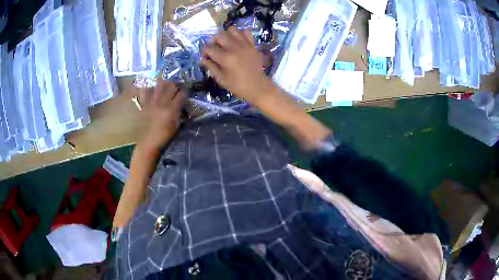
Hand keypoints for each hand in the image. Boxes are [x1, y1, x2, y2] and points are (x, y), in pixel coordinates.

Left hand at [138, 81, 185, 150]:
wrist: (147, 143)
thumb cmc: (163, 137)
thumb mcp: (175, 125)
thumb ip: (178, 112)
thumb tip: (181, 103)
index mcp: (171, 110)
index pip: (182, 94)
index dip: (185, 92)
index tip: (185, 93)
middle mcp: (162, 103)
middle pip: (171, 85)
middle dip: (175, 85)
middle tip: (175, 88)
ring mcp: (151, 102)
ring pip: (159, 84)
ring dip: (164, 84)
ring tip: (164, 87)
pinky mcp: (144, 103)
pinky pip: (145, 90)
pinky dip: (149, 88)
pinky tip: (152, 90)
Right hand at [200, 27, 276, 103]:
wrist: (258, 87)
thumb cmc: (237, 86)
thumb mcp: (221, 79)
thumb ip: (210, 67)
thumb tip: (202, 59)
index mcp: (225, 58)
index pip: (209, 48)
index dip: (204, 51)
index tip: (205, 55)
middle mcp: (234, 48)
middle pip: (219, 35)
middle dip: (214, 41)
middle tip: (215, 48)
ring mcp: (245, 45)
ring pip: (232, 30)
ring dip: (226, 35)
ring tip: (227, 43)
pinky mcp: (253, 45)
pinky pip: (246, 32)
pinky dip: (240, 34)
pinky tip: (238, 41)